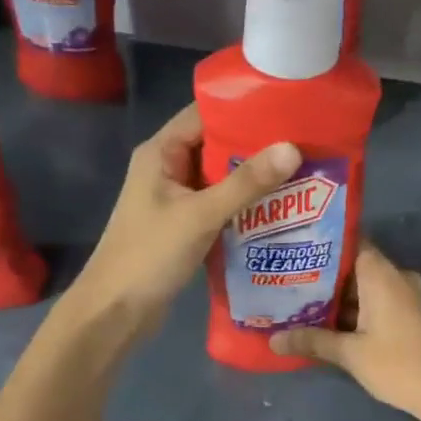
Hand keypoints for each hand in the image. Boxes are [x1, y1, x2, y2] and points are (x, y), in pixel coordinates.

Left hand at [73, 104, 299, 339]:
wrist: (116, 311)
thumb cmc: (150, 255)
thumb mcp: (201, 215)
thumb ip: (247, 183)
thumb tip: (292, 149)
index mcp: (161, 152)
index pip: (206, 113)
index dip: (245, 108)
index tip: (287, 108)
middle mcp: (168, 167)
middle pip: (218, 144)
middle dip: (258, 144)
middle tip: (305, 142)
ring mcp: (177, 197)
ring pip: (222, 176)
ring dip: (255, 176)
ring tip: (302, 170)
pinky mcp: (186, 223)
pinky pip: (221, 202)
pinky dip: (246, 203)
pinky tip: (280, 206)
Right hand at [269, 243, 420, 418]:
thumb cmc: (397, 363)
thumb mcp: (350, 354)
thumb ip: (312, 341)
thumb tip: (273, 339)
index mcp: (382, 274)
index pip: (350, 242)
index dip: (323, 245)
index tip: (295, 249)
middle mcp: (397, 276)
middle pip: (356, 265)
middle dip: (325, 276)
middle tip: (288, 281)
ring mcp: (409, 295)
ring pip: (368, 286)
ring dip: (340, 297)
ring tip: (301, 303)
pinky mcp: (413, 313)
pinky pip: (380, 301)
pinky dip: (358, 309)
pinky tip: (331, 323)